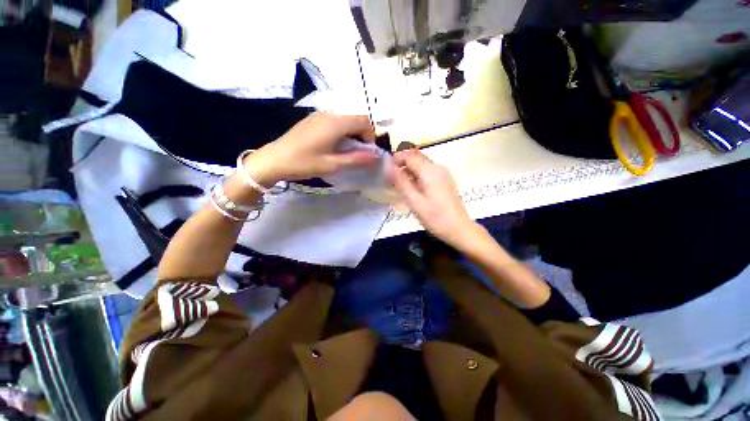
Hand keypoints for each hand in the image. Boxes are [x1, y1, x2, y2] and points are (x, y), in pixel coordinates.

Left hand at [243, 113, 377, 185]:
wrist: (274, 160)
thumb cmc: (304, 163)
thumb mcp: (332, 164)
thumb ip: (356, 159)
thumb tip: (376, 156)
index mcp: (335, 123)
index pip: (364, 121)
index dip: (370, 135)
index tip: (366, 152)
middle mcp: (329, 114)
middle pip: (355, 119)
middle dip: (362, 135)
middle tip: (357, 154)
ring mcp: (319, 115)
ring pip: (345, 120)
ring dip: (351, 134)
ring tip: (345, 152)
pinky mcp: (312, 120)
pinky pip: (334, 122)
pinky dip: (341, 132)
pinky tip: (332, 146)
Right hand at [391, 149, 475, 247]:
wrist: (459, 229)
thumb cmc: (435, 217)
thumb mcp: (414, 202)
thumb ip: (401, 182)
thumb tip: (389, 167)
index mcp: (430, 171)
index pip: (409, 154)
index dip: (395, 158)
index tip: (385, 170)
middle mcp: (437, 167)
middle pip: (416, 157)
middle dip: (401, 164)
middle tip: (390, 178)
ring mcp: (442, 173)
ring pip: (421, 164)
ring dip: (408, 170)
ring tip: (398, 185)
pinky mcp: (444, 181)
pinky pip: (427, 172)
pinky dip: (416, 175)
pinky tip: (412, 189)